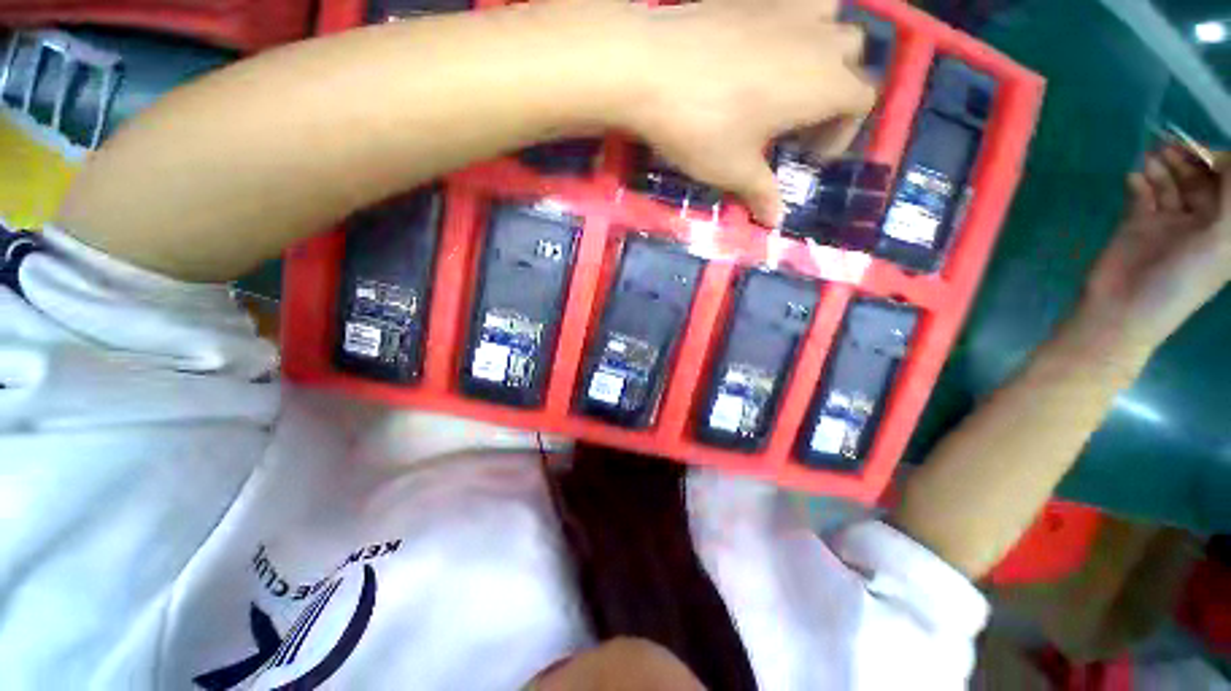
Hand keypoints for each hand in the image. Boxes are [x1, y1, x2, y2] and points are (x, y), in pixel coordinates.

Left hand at [600, 0, 876, 223]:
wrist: (650, 68)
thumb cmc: (702, 127)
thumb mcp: (733, 169)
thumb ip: (762, 193)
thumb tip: (775, 221)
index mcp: (824, 84)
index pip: (861, 101)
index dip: (842, 132)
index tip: (808, 156)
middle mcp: (818, 38)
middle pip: (851, 58)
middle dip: (835, 91)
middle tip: (798, 122)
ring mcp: (787, 7)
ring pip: (830, 19)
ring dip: (821, 47)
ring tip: (789, 78)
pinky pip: (792, 2)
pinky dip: (790, 24)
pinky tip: (760, 48)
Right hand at [1079, 144, 1229, 352]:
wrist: (1123, 309)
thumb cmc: (1181, 281)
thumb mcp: (1221, 241)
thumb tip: (1229, 157)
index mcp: (1225, 228)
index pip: (1230, 183)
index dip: (1221, 161)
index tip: (1205, 150)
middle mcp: (1201, 221)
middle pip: (1201, 178)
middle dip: (1189, 158)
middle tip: (1172, 145)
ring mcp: (1167, 222)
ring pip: (1171, 182)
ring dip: (1162, 166)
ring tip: (1150, 158)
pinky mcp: (1137, 224)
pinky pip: (1141, 194)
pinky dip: (1138, 182)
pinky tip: (1133, 179)